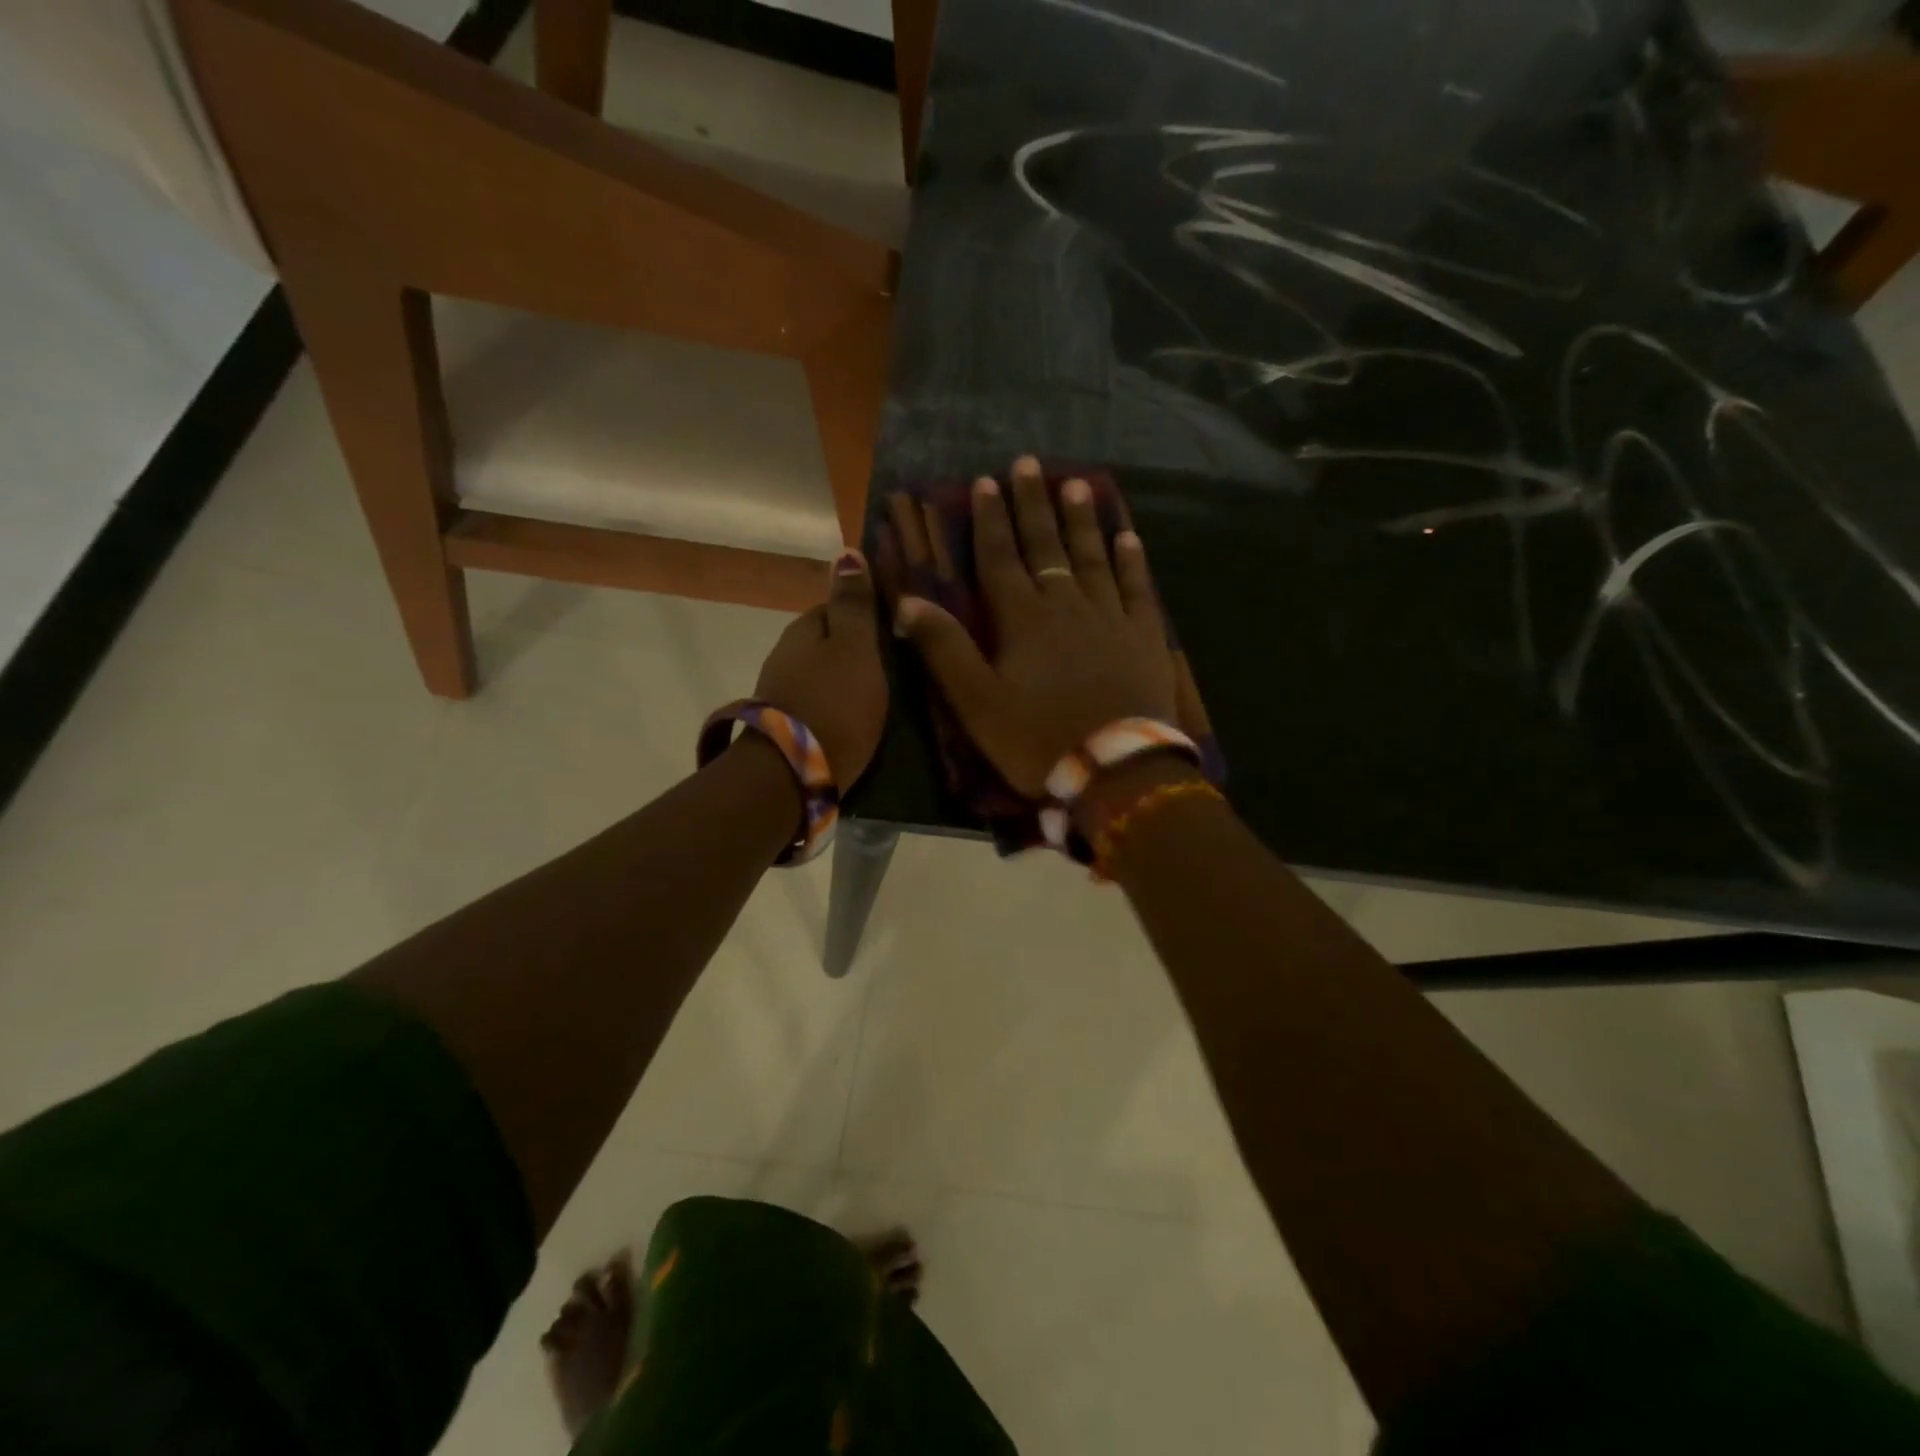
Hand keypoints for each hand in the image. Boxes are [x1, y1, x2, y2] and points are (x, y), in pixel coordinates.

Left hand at [753, 553, 888, 788]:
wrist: (794, 774)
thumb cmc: (834, 703)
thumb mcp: (854, 647)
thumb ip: (854, 605)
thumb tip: (845, 551)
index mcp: (802, 630)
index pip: (833, 608)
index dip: (864, 616)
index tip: (894, 632)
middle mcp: (784, 657)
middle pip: (826, 644)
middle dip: (855, 651)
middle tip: (895, 668)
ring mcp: (781, 694)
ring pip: (821, 676)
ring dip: (845, 682)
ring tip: (880, 697)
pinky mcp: (787, 729)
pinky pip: (818, 706)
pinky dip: (836, 709)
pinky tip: (856, 722)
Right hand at [886, 456, 1177, 797]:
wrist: (1117, 770)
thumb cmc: (1038, 740)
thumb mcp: (976, 703)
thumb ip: (944, 649)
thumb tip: (908, 600)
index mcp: (1023, 620)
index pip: (1001, 558)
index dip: (991, 520)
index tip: (986, 482)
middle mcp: (1067, 605)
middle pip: (1047, 546)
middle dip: (1034, 504)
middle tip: (1030, 463)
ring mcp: (1111, 617)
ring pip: (1093, 557)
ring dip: (1082, 521)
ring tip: (1078, 484)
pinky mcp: (1144, 637)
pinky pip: (1138, 588)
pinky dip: (1131, 561)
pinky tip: (1128, 537)